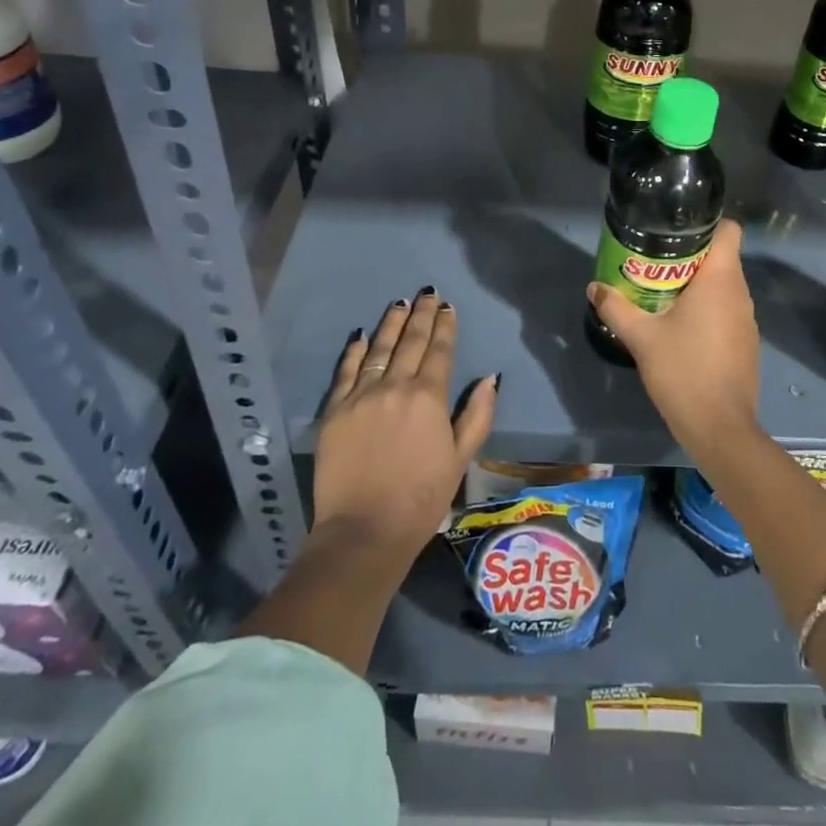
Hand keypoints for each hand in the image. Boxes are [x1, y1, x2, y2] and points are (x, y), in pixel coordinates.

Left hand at [312, 290, 497, 558]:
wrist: (364, 531)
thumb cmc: (422, 498)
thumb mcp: (461, 459)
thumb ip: (477, 415)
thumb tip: (490, 378)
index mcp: (429, 396)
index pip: (439, 351)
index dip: (445, 326)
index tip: (447, 307)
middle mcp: (396, 386)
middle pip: (410, 342)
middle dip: (421, 315)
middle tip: (426, 293)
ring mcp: (362, 396)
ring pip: (379, 349)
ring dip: (391, 324)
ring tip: (399, 303)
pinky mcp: (335, 411)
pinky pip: (346, 372)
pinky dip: (355, 351)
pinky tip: (362, 335)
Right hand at [586, 219, 760, 462]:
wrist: (719, 428)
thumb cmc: (683, 371)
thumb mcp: (641, 337)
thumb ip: (616, 307)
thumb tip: (594, 287)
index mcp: (721, 279)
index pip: (729, 230)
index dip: (707, 224)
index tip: (675, 230)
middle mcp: (740, 293)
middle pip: (721, 257)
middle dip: (690, 256)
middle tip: (654, 263)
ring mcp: (747, 320)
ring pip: (724, 286)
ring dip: (697, 284)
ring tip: (662, 293)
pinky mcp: (746, 343)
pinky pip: (726, 311)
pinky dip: (707, 309)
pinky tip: (680, 327)